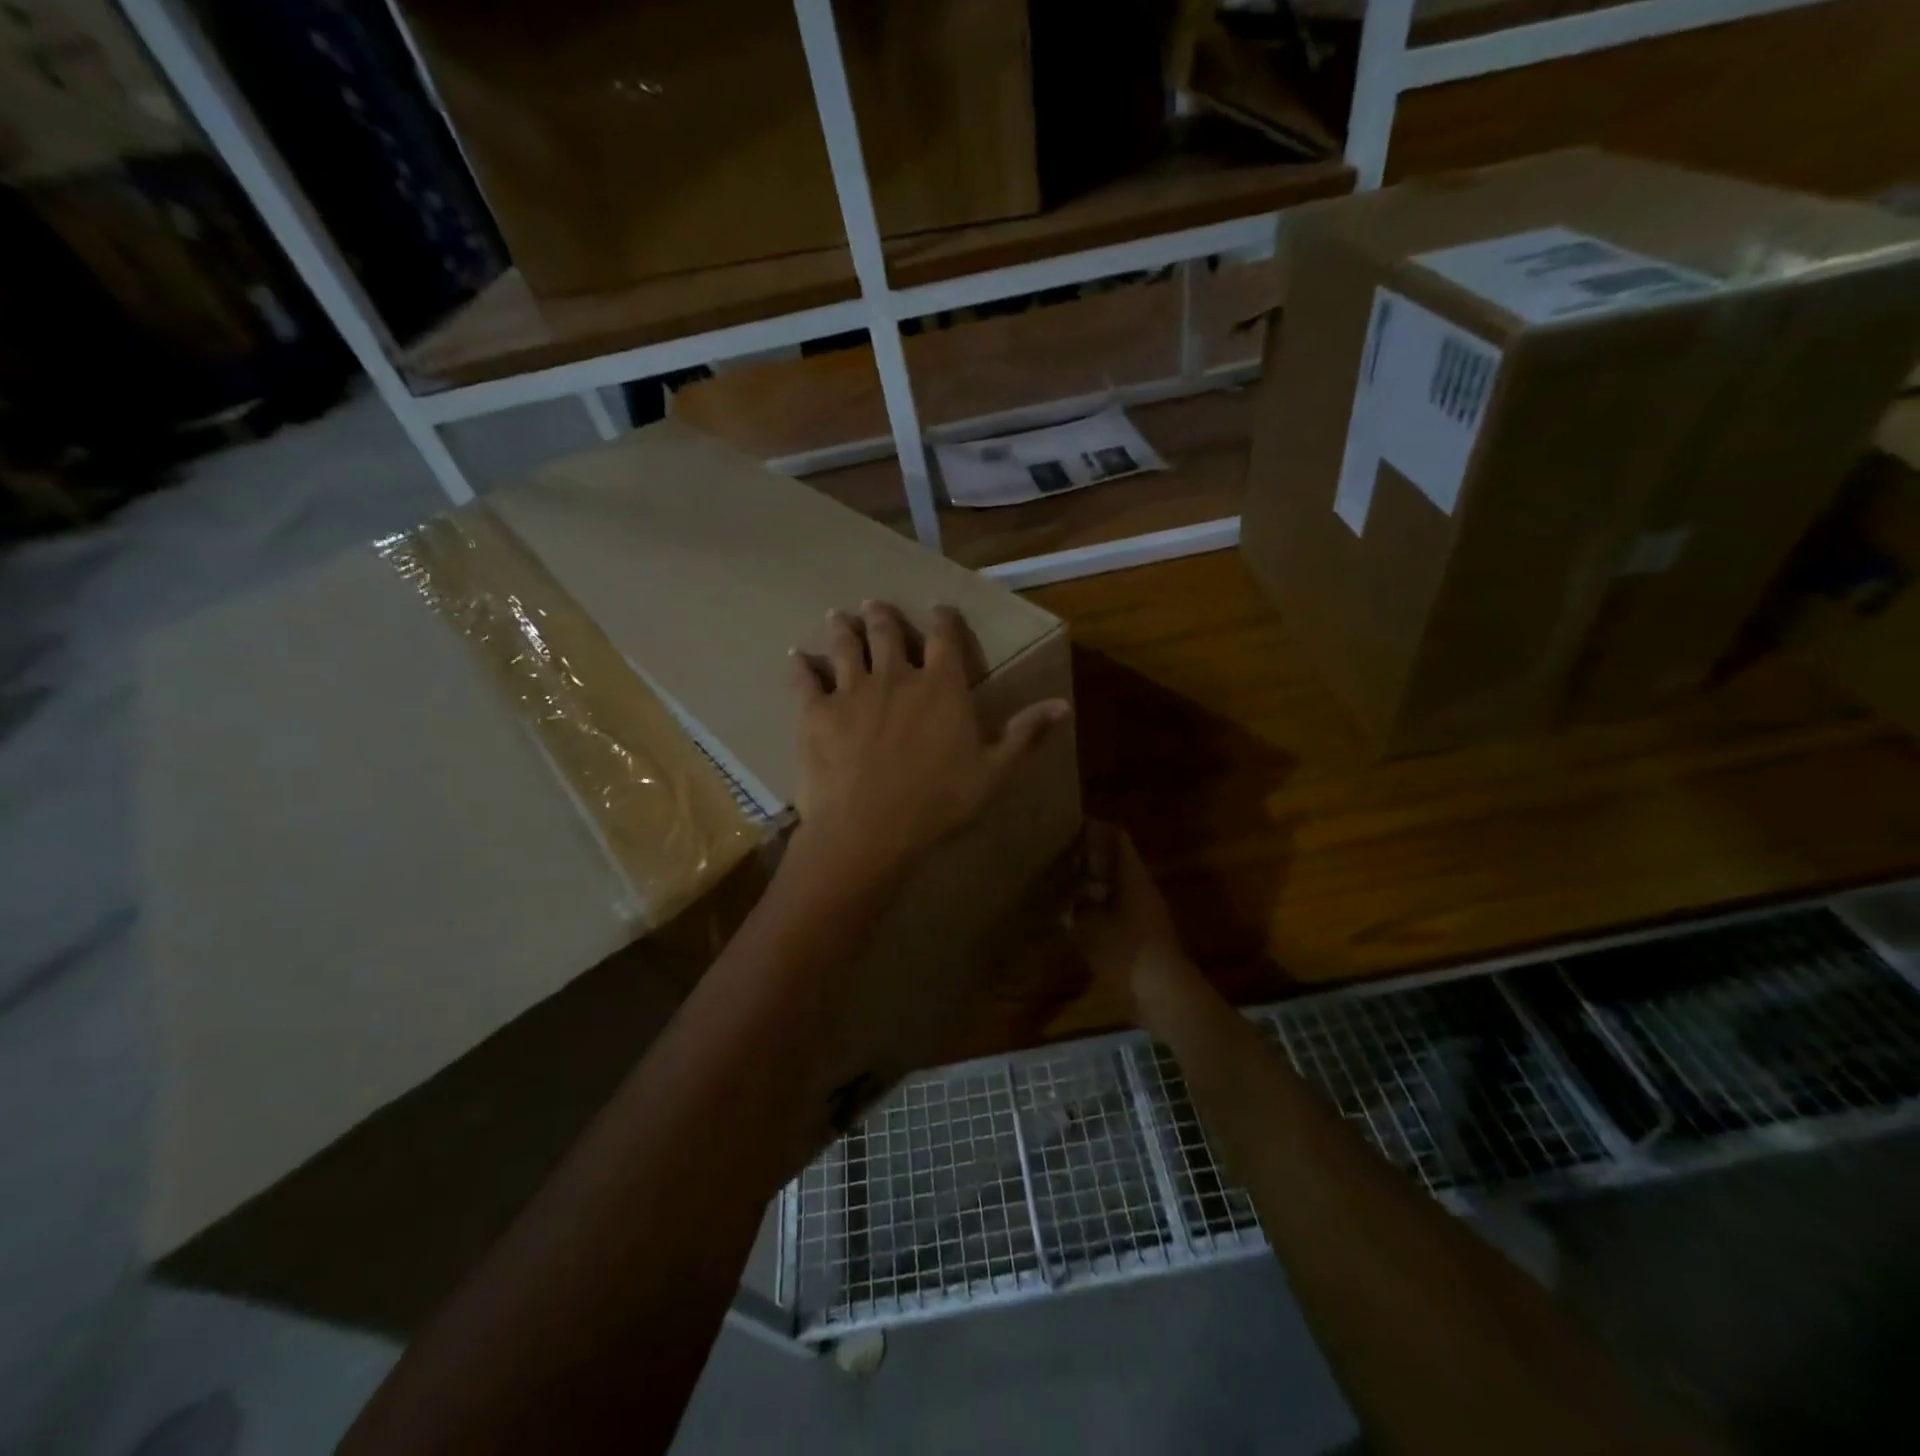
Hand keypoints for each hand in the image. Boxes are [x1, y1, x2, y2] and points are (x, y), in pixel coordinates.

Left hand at [786, 601, 1070, 895]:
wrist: (869, 829)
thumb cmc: (939, 803)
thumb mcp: (994, 772)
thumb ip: (1025, 734)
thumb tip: (1063, 705)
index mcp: (942, 686)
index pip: (946, 637)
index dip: (943, 618)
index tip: (938, 608)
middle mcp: (896, 676)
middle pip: (888, 632)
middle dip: (883, 615)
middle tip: (874, 604)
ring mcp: (852, 690)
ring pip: (846, 646)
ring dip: (842, 628)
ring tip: (837, 616)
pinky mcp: (816, 712)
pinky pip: (804, 680)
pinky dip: (800, 666)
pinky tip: (796, 659)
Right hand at [1068, 820, 1195, 1014]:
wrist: (1164, 996)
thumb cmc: (1128, 952)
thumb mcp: (1090, 926)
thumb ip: (1076, 906)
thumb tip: (1067, 897)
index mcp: (1133, 877)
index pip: (1116, 837)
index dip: (1094, 828)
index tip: (1067, 826)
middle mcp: (1141, 889)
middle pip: (1115, 861)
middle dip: (1087, 857)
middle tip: (1055, 858)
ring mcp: (1144, 913)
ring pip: (1114, 886)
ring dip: (1090, 884)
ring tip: (1059, 886)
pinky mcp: (1141, 936)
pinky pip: (1115, 910)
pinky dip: (1095, 908)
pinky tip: (1073, 919)